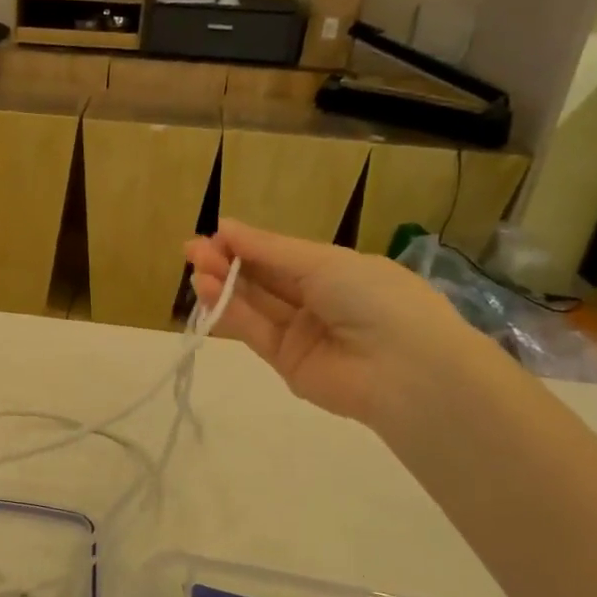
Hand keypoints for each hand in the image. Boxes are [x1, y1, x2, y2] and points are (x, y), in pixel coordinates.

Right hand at [187, 220, 493, 426]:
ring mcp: (301, 333)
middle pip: (265, 279)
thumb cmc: (373, 298)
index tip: (215, 233)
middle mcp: (318, 301)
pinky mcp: (286, 363)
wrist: (404, 370)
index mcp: (337, 271)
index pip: (283, 255)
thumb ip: (269, 250)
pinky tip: (207, 290)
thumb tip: (226, 226)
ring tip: (194, 267)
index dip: (248, 244)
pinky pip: (254, 332)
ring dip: (224, 285)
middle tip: (192, 249)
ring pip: (255, 305)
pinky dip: (230, 311)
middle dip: (229, 262)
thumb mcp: (323, 263)